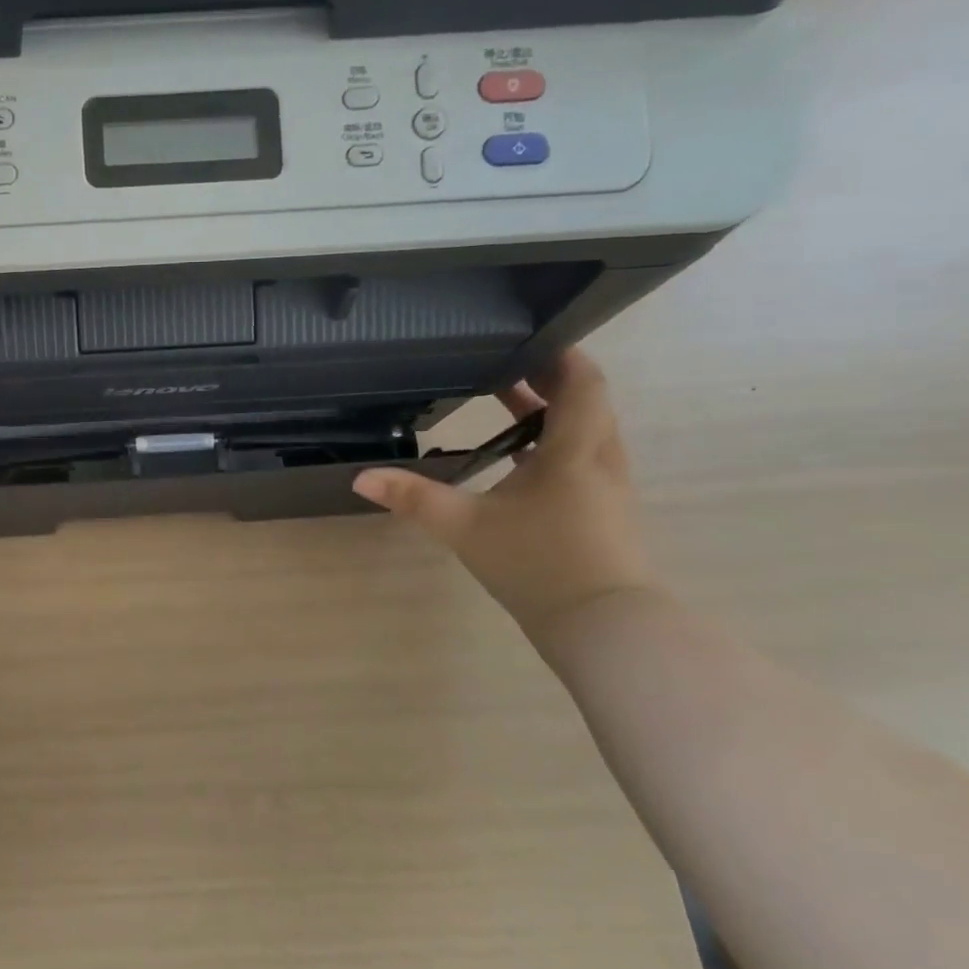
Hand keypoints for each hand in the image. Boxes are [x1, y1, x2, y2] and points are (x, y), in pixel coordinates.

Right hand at [354, 349, 657, 636]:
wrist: (603, 627)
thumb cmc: (539, 563)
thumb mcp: (465, 527)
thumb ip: (414, 498)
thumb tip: (360, 477)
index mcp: (574, 450)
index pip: (583, 383)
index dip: (559, 356)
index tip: (525, 340)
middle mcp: (600, 460)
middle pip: (586, 403)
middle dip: (548, 381)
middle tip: (503, 369)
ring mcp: (607, 488)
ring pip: (587, 432)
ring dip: (553, 414)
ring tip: (508, 406)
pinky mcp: (604, 513)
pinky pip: (583, 460)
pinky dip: (555, 445)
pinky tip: (519, 463)